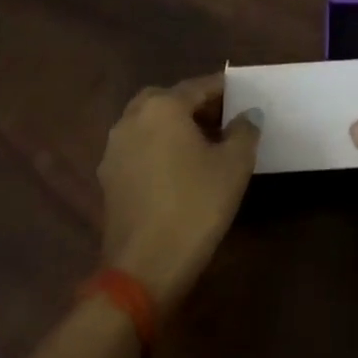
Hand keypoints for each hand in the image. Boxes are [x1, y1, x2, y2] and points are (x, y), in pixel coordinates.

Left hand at [98, 74, 259, 308]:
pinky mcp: (109, 179)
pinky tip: (179, 170)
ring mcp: (115, 150)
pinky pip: (139, 148)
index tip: (242, 97)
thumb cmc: (194, 207)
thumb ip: (244, 131)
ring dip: (173, 127)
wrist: (144, 270)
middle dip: (194, 106)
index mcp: (162, 107)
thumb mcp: (234, 165)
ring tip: (203, 146)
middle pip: (168, 100)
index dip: (223, 91)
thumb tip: (248, 114)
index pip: (198, 87)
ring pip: (149, 124)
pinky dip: (158, 149)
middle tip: (221, 120)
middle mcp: (132, 119)